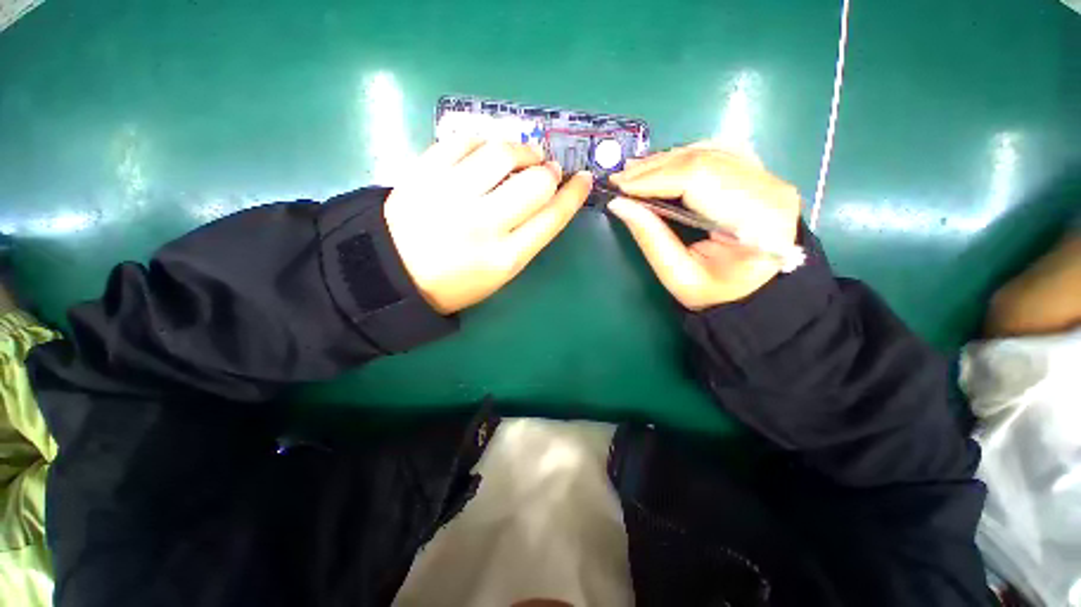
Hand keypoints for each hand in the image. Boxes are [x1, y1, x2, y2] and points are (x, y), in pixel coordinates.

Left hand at [384, 139, 592, 313]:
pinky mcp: (424, 173)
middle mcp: (484, 224)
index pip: (553, 216)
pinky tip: (488, 149)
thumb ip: (527, 239)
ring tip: (523, 155)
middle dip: (550, 171)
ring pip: (503, 153)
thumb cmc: (455, 282)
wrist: (394, 273)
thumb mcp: (500, 274)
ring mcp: (452, 195)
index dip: (574, 194)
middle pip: (536, 182)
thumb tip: (547, 199)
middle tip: (547, 170)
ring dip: (523, 149)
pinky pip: (464, 140)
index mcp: (506, 257)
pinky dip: (484, 139)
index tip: (582, 179)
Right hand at [607, 144, 800, 309]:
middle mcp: (768, 189)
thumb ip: (650, 238)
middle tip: (619, 179)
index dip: (654, 179)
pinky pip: (718, 152)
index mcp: (754, 220)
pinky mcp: (758, 175)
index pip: (698, 179)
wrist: (756, 292)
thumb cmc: (717, 292)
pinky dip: (684, 157)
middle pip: (704, 159)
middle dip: (654, 168)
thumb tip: (619, 204)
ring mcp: (766, 177)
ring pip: (709, 150)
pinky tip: (662, 165)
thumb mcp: (678, 276)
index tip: (620, 187)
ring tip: (633, 172)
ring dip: (666, 160)